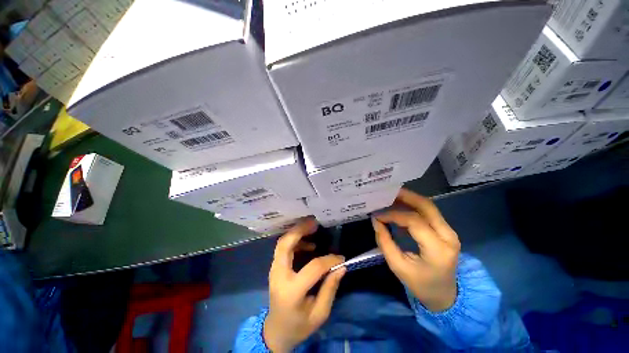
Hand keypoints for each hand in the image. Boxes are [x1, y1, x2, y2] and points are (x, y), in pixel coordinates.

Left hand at [264, 218, 345, 351]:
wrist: (276, 330)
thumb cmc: (299, 325)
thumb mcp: (320, 314)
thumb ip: (330, 289)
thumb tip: (341, 266)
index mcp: (291, 291)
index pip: (312, 268)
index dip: (328, 260)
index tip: (340, 258)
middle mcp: (279, 276)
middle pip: (285, 245)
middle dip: (300, 230)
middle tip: (315, 222)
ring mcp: (274, 270)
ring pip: (282, 243)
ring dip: (297, 232)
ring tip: (312, 227)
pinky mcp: (275, 267)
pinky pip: (284, 247)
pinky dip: (295, 240)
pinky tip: (309, 243)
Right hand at [373, 188, 460, 311]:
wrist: (445, 295)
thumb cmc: (420, 284)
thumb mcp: (398, 266)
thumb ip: (385, 241)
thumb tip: (376, 220)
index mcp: (438, 249)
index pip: (414, 221)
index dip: (393, 214)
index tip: (377, 214)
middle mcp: (448, 236)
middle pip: (426, 206)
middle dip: (405, 196)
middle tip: (386, 192)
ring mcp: (449, 232)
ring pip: (428, 206)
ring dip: (409, 199)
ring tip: (390, 197)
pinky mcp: (445, 230)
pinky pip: (428, 212)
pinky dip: (412, 206)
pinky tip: (399, 207)